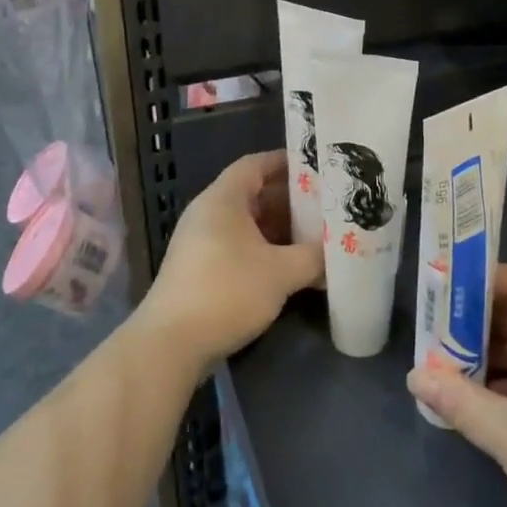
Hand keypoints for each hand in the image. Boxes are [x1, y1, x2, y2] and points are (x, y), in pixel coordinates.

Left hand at [141, 150, 322, 373]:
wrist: (170, 345)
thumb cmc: (227, 292)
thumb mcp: (280, 273)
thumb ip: (313, 257)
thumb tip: (336, 252)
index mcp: (223, 199)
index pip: (255, 164)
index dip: (285, 162)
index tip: (315, 167)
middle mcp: (207, 213)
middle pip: (251, 193)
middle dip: (287, 200)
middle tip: (322, 206)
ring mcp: (199, 242)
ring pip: (245, 223)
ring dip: (276, 228)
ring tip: (311, 236)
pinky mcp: (197, 270)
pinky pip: (235, 246)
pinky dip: (261, 249)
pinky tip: (286, 267)